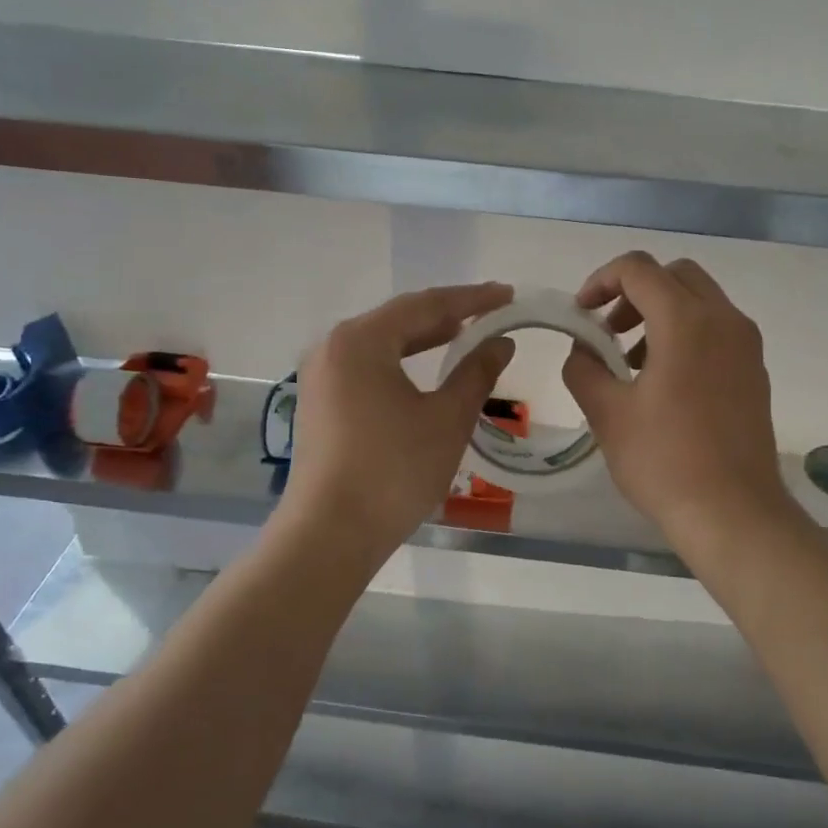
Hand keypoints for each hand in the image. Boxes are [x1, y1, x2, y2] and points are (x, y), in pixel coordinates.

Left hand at [278, 283, 515, 556]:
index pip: (426, 304)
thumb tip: (500, 342)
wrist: (330, 534)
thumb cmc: (394, 471)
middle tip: (491, 312)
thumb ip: (476, 372)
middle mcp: (333, 347)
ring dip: (423, 338)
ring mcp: (321, 375)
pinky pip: (367, 366)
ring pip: (382, 343)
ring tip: (463, 333)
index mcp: (361, 340)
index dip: (472, 298)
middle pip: (399, 318)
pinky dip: (401, 361)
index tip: (507, 294)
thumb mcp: (447, 418)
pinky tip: (424, 371)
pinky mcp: (320, 402)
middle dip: (447, 314)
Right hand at [561, 252, 800, 549]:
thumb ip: (584, 368)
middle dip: (635, 292)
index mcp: (687, 321)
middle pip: (676, 276)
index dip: (600, 281)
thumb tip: (583, 350)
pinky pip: (717, 331)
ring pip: (700, 302)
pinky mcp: (755, 373)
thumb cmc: (664, 461)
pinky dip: (686, 335)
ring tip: (631, 363)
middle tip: (608, 332)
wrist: (734, 513)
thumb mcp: (607, 413)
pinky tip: (664, 384)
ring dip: (661, 314)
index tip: (581, 315)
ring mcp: (747, 347)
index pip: (639, 269)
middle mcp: (725, 321)